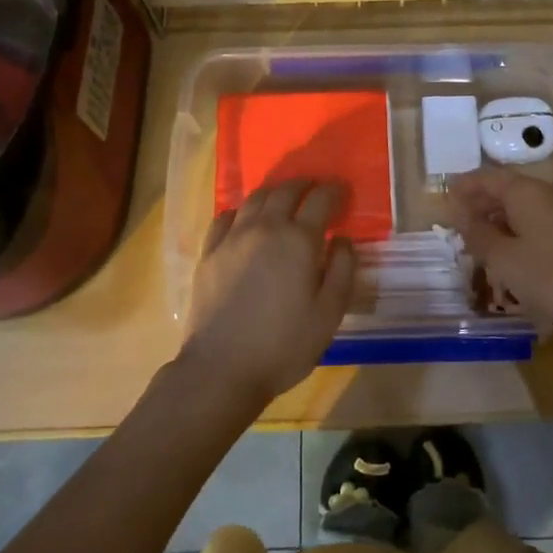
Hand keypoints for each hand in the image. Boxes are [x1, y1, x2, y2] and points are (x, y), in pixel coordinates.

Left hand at [178, 179, 354, 408]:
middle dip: (304, 185)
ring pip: (254, 199)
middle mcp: (265, 228)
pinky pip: (225, 217)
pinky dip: (241, 210)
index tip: (342, 191)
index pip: (320, 200)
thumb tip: (342, 238)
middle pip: (285, 191)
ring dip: (273, 192)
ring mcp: (232, 237)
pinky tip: (244, 219)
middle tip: (315, 189)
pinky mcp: (209, 252)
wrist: (221, 368)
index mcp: (298, 239)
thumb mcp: (329, 313)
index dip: (334, 190)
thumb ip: (342, 269)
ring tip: (282, 198)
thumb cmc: (284, 344)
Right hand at [448, 168, 552, 339]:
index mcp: (527, 191)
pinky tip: (512, 253)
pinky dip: (519, 229)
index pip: (488, 177)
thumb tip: (460, 214)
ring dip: (500, 219)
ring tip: (481, 242)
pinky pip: (540, 220)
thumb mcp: (504, 259)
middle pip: (507, 190)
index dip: (464, 186)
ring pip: (524, 206)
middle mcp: (549, 192)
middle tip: (458, 225)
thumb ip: (478, 234)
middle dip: (481, 204)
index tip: (444, 197)